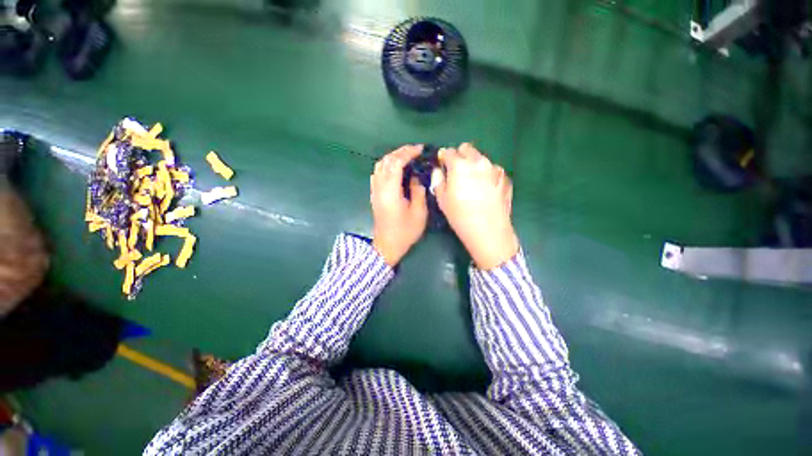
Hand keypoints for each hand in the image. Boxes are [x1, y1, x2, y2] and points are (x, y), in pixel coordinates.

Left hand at [370, 145, 427, 265]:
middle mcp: (380, 187)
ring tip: (407, 157)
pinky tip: (396, 169)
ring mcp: (375, 191)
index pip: (396, 163)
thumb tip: (415, 177)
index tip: (420, 149)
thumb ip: (418, 191)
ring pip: (380, 166)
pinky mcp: (374, 195)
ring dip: (392, 157)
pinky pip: (378, 174)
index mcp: (390, 191)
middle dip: (400, 152)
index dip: (408, 153)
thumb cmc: (405, 232)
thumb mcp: (418, 213)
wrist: (387, 245)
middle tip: (415, 150)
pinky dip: (387, 165)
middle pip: (386, 161)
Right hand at [435, 143, 518, 269]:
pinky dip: (486, 174)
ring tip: (471, 182)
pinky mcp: (504, 178)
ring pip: (480, 158)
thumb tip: (438, 170)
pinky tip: (484, 189)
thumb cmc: (460, 216)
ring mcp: (494, 169)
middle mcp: (479, 162)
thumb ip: (438, 180)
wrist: (489, 231)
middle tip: (455, 172)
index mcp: (460, 166)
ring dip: (473, 164)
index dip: (443, 157)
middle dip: (459, 156)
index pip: (448, 152)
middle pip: (466, 149)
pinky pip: (492, 169)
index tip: (441, 166)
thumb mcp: (442, 200)